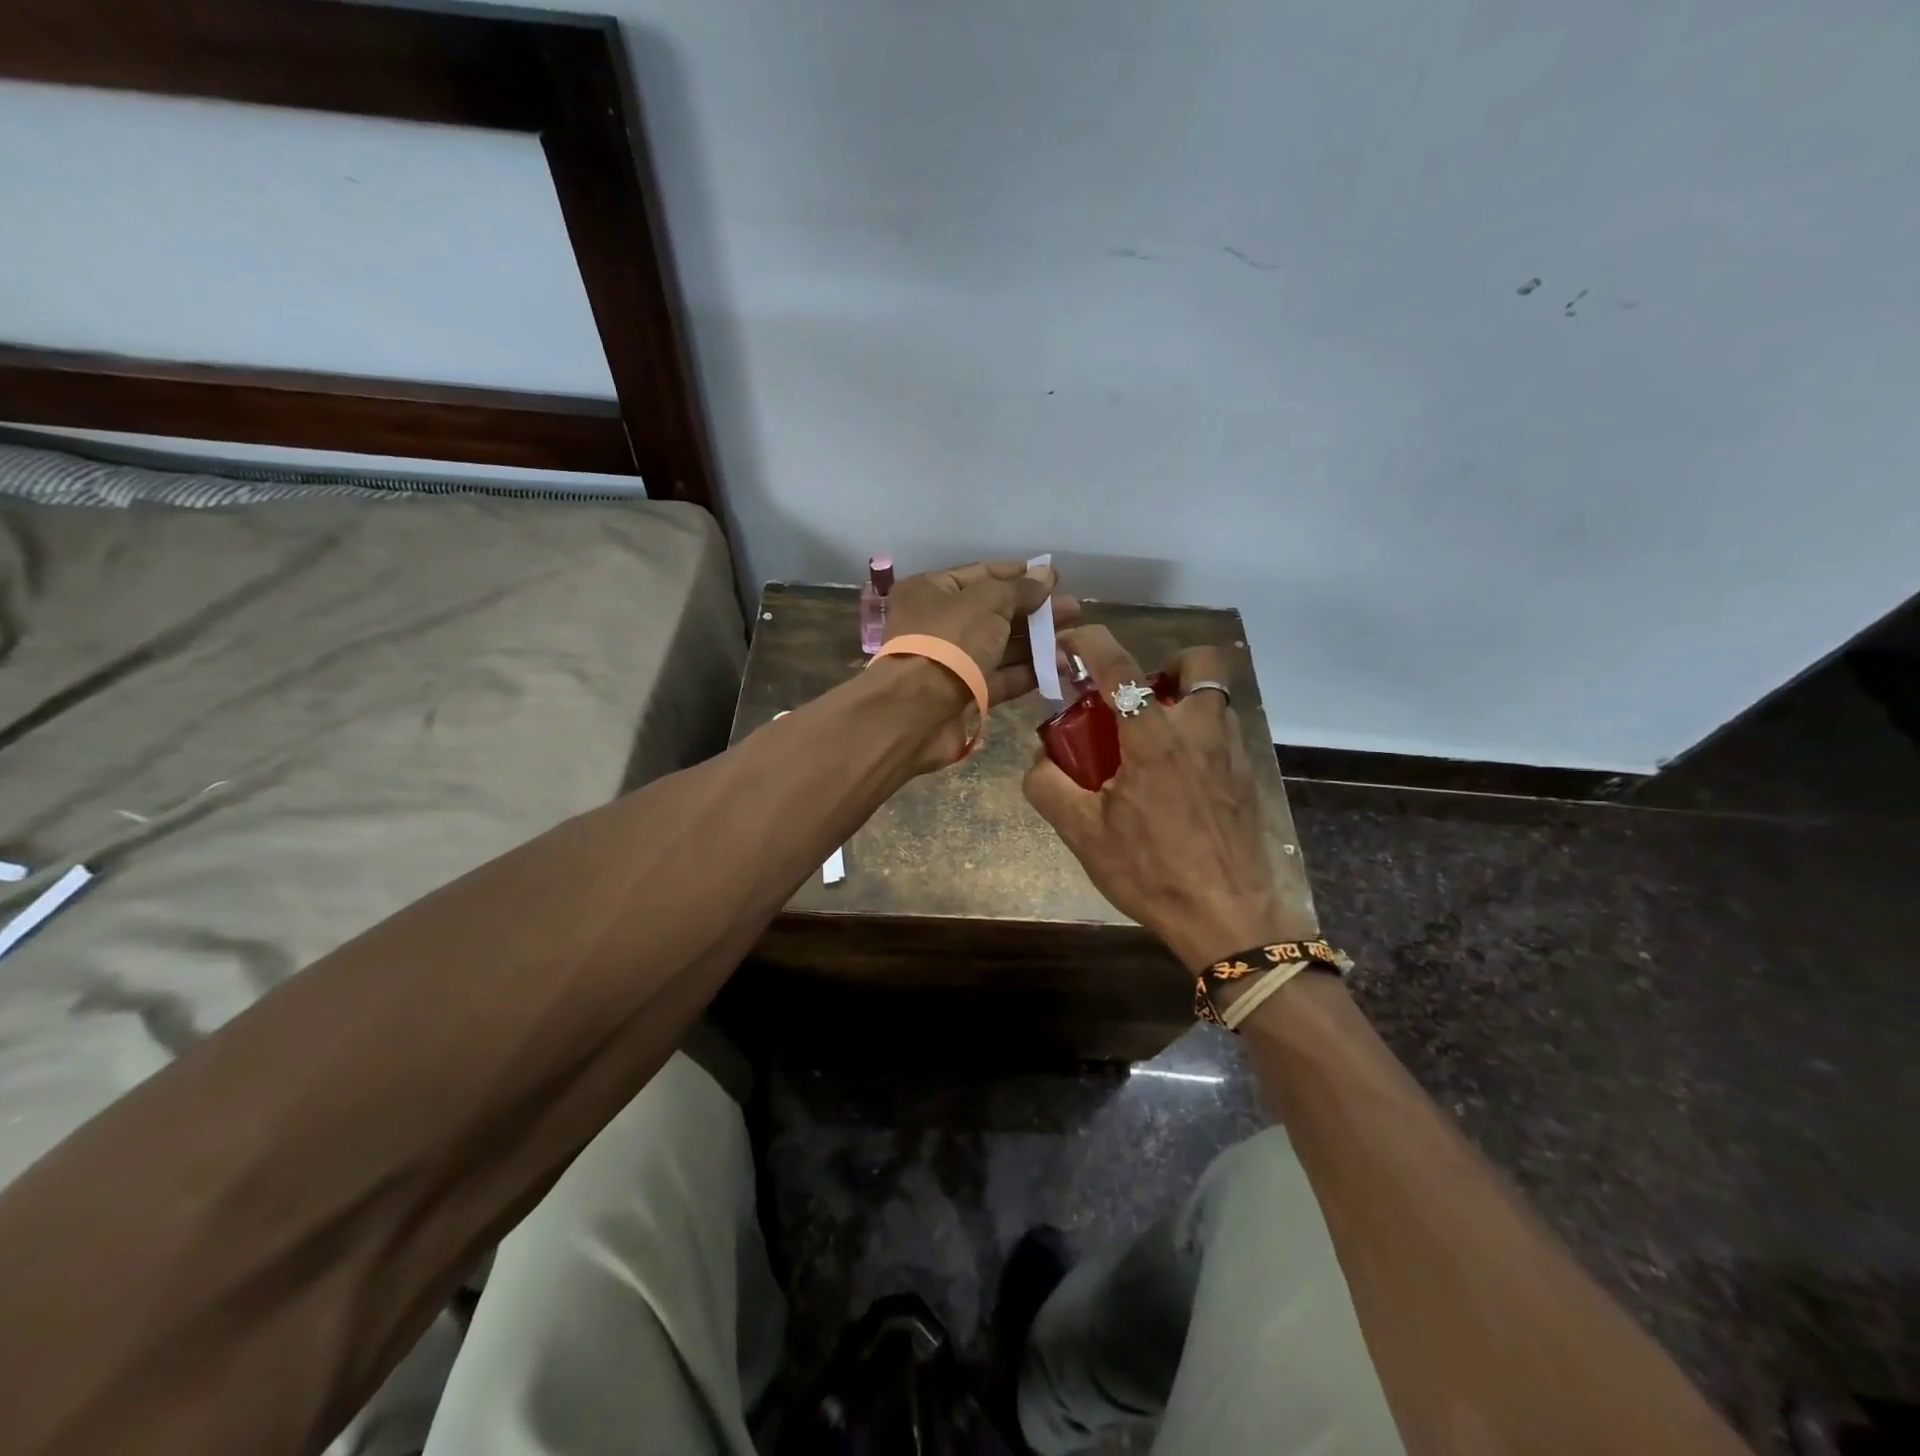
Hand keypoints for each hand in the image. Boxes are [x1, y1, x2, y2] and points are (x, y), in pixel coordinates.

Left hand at [880, 559, 1079, 768]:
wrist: (917, 710)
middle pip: (994, 612)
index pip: (981, 575)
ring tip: (1076, 639)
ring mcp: (951, 661)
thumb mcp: (987, 602)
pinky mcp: (964, 694)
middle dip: (1035, 611)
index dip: (1019, 575)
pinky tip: (1060, 666)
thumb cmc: (949, 641)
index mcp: (931, 591)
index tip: (1054, 577)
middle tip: (1075, 610)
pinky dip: (1028, 672)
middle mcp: (938, 623)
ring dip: (1037, 643)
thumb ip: (1020, 589)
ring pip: (1000, 647)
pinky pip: (1000, 677)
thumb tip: (1046, 573)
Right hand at [1022, 625, 1306, 970]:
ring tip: (1152, 742)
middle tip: (1137, 697)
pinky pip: (1222, 733)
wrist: (1227, 919)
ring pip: (1214, 698)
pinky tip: (1176, 780)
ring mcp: (1231, 752)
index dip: (1091, 641)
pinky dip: (1197, 735)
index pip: (1120, 667)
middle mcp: (1200, 731)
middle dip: (1166, 664)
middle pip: (1200, 662)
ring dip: (1182, 701)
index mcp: (1154, 738)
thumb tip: (1040, 758)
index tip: (1071, 641)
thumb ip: (1048, 786)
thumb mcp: (1082, 834)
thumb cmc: (1151, 872)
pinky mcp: (1247, 776)